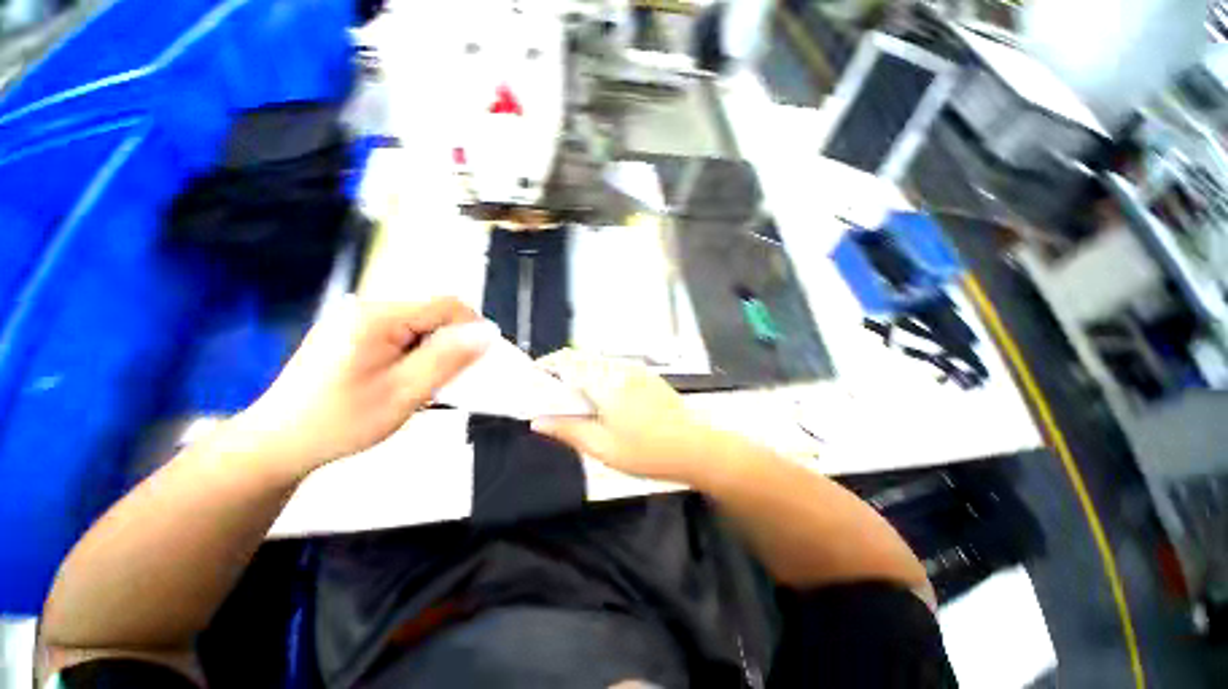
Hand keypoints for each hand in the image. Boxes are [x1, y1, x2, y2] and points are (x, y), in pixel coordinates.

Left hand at [237, 296, 496, 475]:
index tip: (480, 361)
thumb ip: (448, 359)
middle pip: (434, 314)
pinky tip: (407, 379)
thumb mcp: (403, 393)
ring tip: (426, 384)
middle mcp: (367, 308)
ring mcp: (358, 320)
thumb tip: (487, 333)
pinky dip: (417, 354)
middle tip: (450, 380)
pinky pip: (403, 334)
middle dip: (453, 344)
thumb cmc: (340, 422)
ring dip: (435, 351)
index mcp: (377, 316)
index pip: (447, 306)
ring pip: (422, 326)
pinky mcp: (354, 333)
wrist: (279, 444)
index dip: (473, 329)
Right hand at [531, 349, 717, 484]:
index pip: (567, 361)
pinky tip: (602, 397)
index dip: (546, 365)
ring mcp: (635, 369)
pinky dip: (599, 374)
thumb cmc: (646, 452)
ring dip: (581, 371)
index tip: (534, 379)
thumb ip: (568, 430)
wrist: (694, 447)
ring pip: (598, 361)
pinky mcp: (646, 375)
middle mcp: (619, 368)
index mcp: (605, 383)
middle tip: (552, 393)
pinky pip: (614, 366)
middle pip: (582, 357)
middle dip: (562, 368)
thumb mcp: (602, 447)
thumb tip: (537, 421)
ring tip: (574, 397)